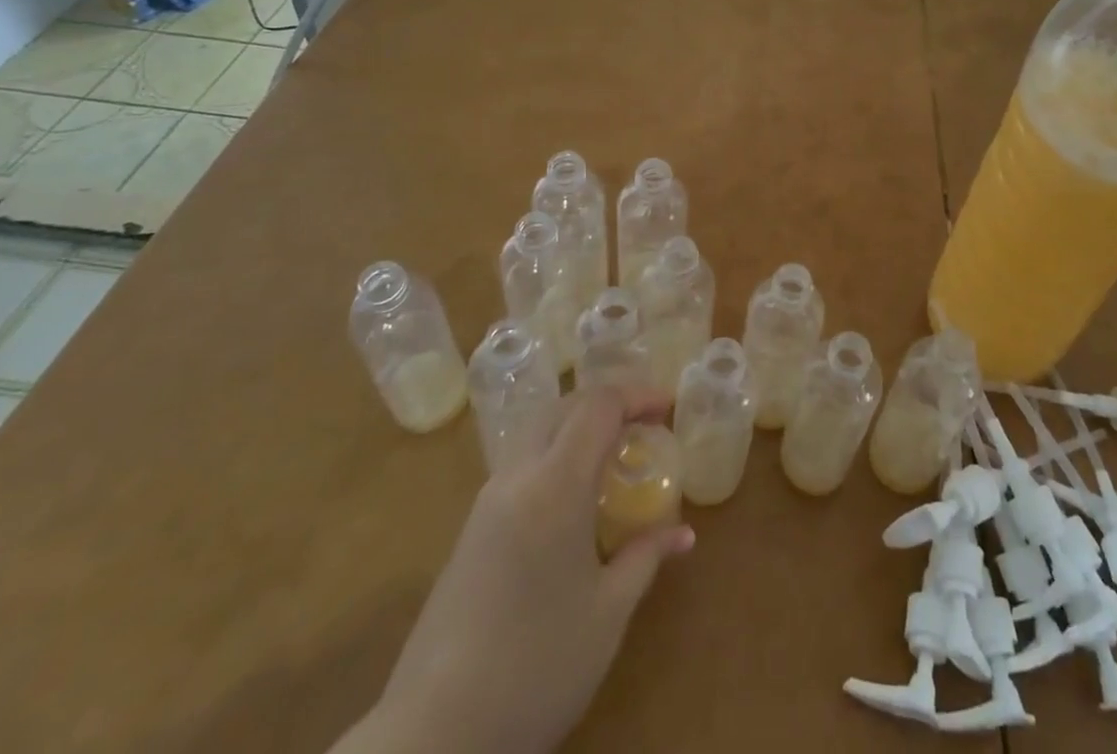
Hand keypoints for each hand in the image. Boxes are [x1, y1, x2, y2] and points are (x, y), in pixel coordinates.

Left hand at [338, 386, 693, 753]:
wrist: (433, 738)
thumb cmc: (537, 667)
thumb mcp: (607, 615)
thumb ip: (645, 558)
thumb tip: (683, 534)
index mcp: (555, 485)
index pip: (599, 406)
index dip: (638, 395)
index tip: (668, 408)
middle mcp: (517, 477)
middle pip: (564, 407)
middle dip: (607, 403)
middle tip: (644, 425)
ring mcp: (486, 503)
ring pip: (537, 432)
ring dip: (578, 427)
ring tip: (613, 457)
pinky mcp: (470, 532)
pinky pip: (520, 466)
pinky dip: (555, 456)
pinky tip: (573, 499)